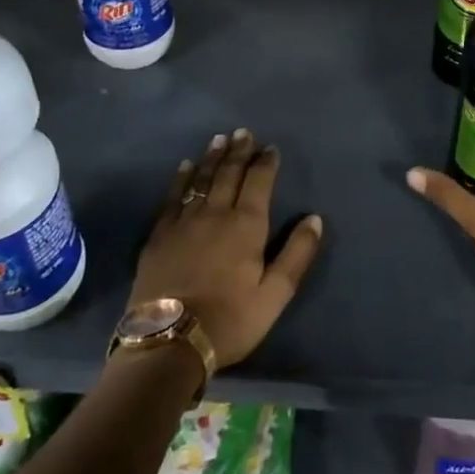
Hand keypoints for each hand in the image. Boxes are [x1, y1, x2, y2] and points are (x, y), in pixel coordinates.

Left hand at [130, 128, 323, 369]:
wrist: (168, 341)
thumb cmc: (230, 319)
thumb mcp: (275, 294)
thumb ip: (296, 254)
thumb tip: (314, 218)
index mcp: (246, 226)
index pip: (258, 183)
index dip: (266, 163)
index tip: (270, 147)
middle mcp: (215, 214)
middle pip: (229, 174)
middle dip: (239, 151)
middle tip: (243, 132)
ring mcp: (183, 222)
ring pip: (201, 180)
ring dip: (212, 158)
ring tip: (219, 139)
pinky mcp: (159, 235)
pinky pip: (173, 197)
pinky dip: (182, 178)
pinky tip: (185, 167)